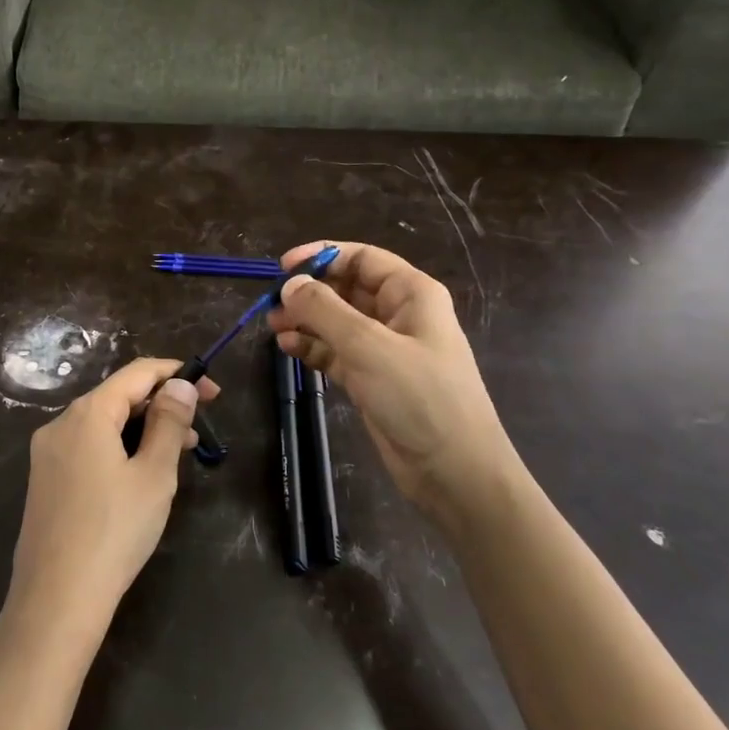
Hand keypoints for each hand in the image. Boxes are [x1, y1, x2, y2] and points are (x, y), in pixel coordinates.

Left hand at [5, 359, 220, 649]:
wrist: (56, 601)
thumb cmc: (114, 532)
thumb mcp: (154, 475)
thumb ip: (169, 423)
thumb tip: (179, 385)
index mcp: (87, 414)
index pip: (136, 374)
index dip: (177, 374)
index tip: (212, 392)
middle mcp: (60, 424)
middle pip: (118, 397)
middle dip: (161, 405)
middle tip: (199, 430)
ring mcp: (47, 454)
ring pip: (103, 425)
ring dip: (142, 429)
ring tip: (178, 454)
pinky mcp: (45, 481)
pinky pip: (88, 448)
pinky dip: (119, 448)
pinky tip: (140, 474)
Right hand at [268, 241, 521, 531]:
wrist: (456, 473)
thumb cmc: (420, 398)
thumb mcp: (368, 347)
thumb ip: (324, 310)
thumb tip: (290, 284)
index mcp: (412, 294)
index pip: (362, 258)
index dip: (322, 256)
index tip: (283, 267)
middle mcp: (399, 315)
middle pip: (346, 288)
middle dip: (309, 293)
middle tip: (272, 305)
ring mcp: (386, 349)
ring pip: (338, 322)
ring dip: (306, 320)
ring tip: (273, 327)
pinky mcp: (373, 380)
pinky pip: (336, 352)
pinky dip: (313, 347)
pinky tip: (288, 349)